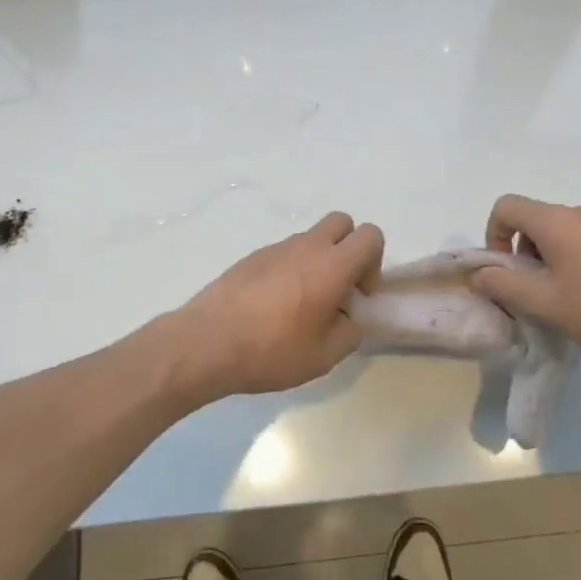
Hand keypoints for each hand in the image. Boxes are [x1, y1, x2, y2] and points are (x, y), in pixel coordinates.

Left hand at [172, 212, 385, 399]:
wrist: (206, 342)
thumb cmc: (271, 350)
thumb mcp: (324, 356)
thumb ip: (349, 332)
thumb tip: (347, 319)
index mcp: (332, 266)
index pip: (371, 236)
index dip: (374, 262)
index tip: (359, 294)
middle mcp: (306, 247)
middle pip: (342, 223)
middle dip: (349, 248)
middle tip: (338, 287)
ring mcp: (276, 248)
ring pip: (311, 238)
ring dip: (318, 260)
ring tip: (303, 303)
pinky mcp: (251, 257)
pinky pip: (284, 252)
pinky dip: (290, 269)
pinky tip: (274, 306)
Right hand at [469, 194, 580, 366]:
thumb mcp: (543, 303)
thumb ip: (502, 284)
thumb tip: (479, 273)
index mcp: (555, 221)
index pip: (506, 206)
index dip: (493, 235)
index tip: (504, 270)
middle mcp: (579, 212)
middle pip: (532, 218)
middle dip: (520, 251)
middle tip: (531, 290)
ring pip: (559, 230)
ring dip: (546, 256)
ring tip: (561, 295)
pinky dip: (572, 257)